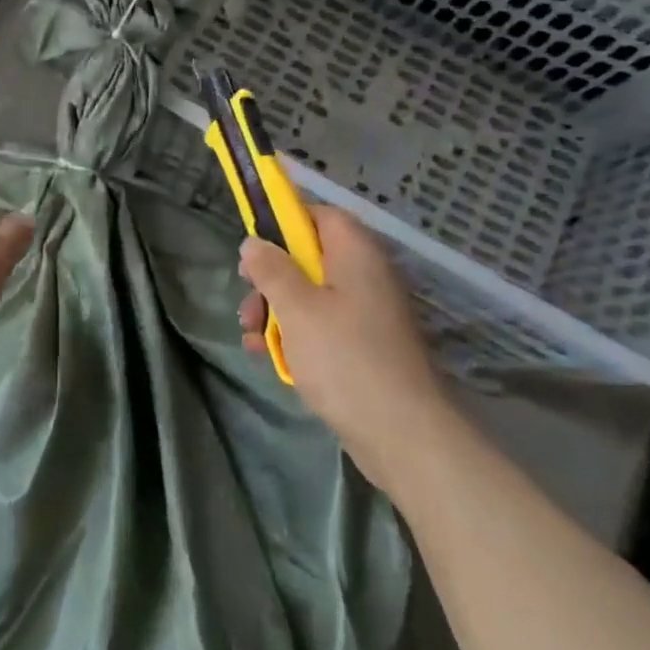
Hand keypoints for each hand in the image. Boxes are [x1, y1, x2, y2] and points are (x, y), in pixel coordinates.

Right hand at [239, 205, 443, 486]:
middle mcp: (366, 275)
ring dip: (276, 311)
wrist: (402, 434)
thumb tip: (253, 242)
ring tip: (251, 336)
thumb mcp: (296, 308)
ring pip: (311, 295)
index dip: (284, 222)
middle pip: (309, 258)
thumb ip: (271, 269)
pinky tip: (270, 358)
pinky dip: (296, 336)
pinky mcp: (364, 346)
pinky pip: (323, 326)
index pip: (319, 215)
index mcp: (356, 253)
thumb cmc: (344, 358)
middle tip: (248, 300)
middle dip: (271, 278)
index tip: (253, 245)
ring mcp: (367, 313)